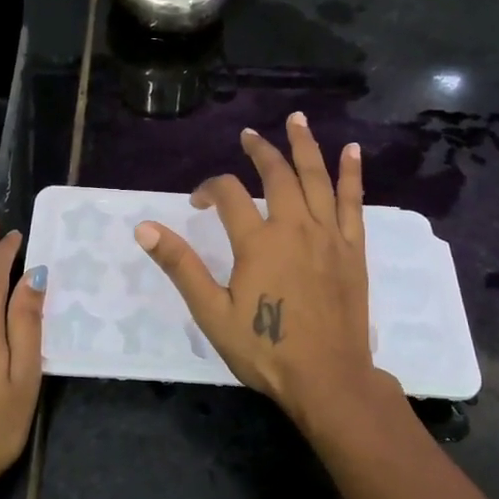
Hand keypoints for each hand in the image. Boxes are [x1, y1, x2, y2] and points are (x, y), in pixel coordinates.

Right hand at [133, 113, 396, 433]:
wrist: (328, 378)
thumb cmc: (265, 349)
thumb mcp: (212, 312)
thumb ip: (180, 266)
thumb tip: (145, 227)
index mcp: (257, 242)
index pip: (229, 195)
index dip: (209, 189)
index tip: (198, 203)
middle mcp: (294, 227)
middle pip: (277, 175)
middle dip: (260, 152)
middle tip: (248, 136)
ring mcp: (328, 236)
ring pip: (316, 178)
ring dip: (304, 146)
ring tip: (297, 120)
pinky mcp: (352, 249)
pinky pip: (353, 202)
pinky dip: (351, 175)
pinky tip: (352, 151)